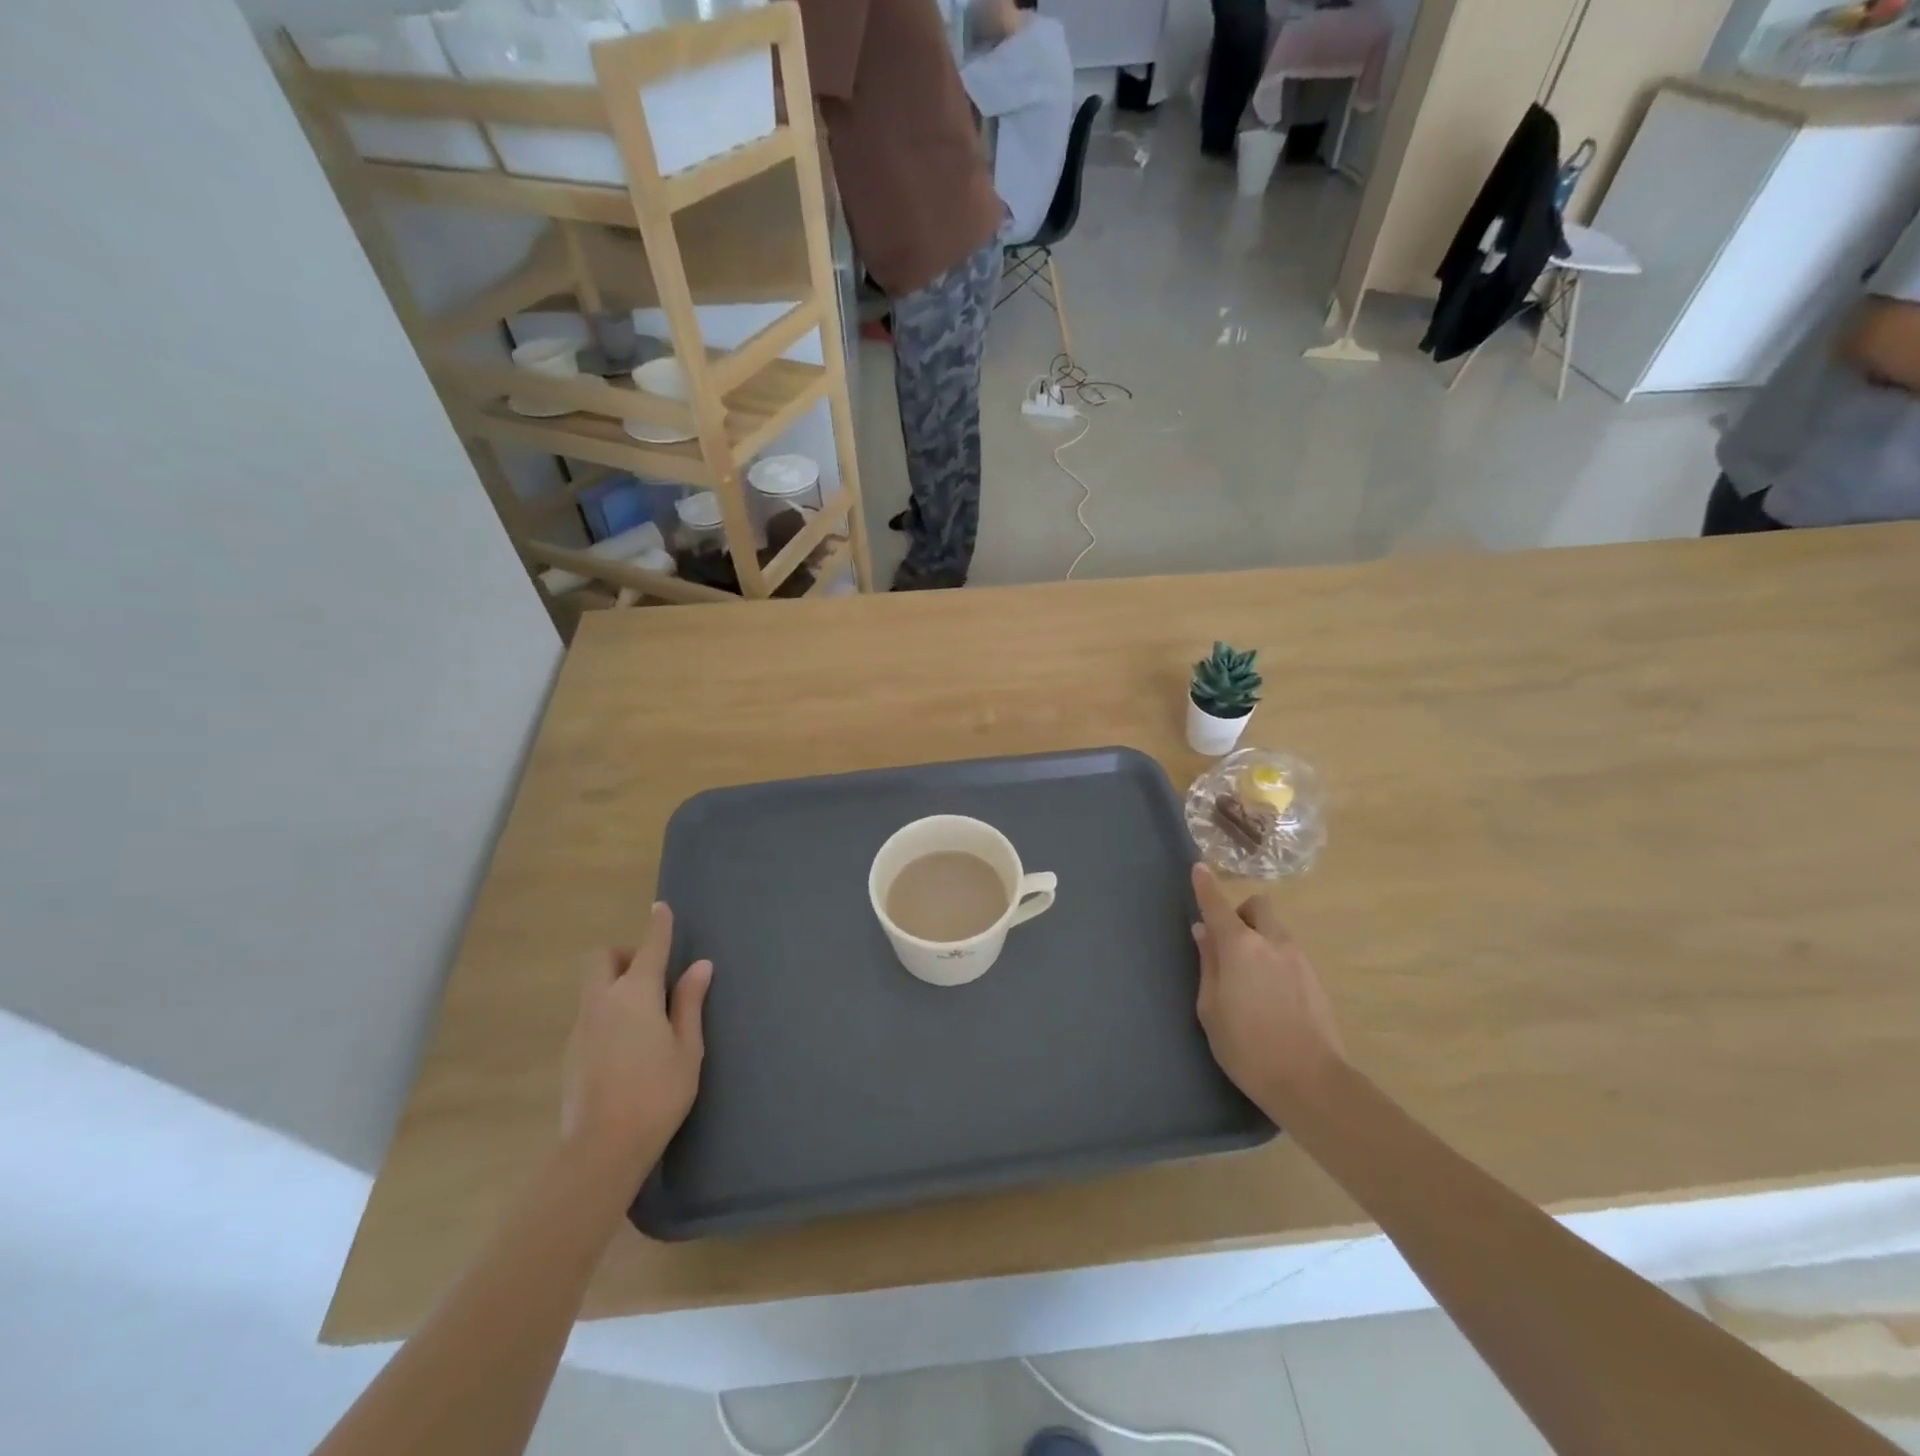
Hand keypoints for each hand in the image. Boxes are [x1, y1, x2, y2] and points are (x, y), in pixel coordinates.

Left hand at [560, 903, 711, 1176]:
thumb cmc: (658, 1093)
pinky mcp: (570, 1052)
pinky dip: (607, 1012)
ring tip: (644, 1015)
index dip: (658, 926)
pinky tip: (627, 1045)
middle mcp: (602, 1002)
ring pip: (592, 987)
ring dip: (615, 984)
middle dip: (623, 954)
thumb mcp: (687, 1048)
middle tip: (650, 975)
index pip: (650, 948)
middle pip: (602, 958)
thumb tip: (699, 967)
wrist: (602, 1149)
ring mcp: (581, 1027)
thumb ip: (690, 1003)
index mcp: (636, 995)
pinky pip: (589, 1015)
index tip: (661, 908)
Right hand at [1191, 864, 1344, 1111]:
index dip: (1205, 886)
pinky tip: (1269, 996)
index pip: (1218, 906)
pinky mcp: (1315, 980)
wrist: (1311, 1082)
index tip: (1199, 868)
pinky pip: (1289, 955)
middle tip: (1229, 940)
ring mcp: (1299, 960)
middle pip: (1259, 906)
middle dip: (1242, 912)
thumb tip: (1204, 933)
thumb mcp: (1210, 1008)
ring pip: (1276, 931)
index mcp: (1240, 947)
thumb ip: (1208, 965)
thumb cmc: (1246, 1047)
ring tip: (1248, 977)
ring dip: (1259, 938)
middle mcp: (1272, 943)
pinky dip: (1275, 960)